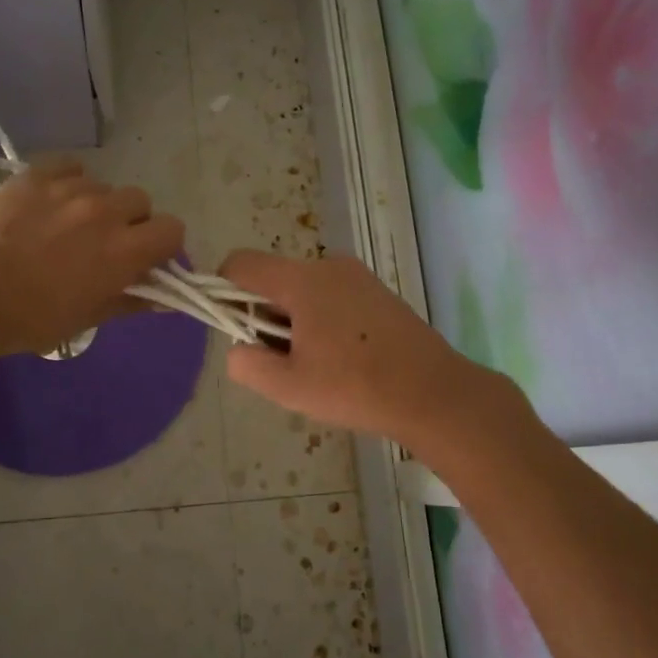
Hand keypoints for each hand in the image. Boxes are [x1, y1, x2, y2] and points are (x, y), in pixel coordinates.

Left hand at [0, 159, 183, 358]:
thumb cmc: (34, 318)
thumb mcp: (90, 318)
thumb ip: (132, 300)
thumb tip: (165, 298)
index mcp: (125, 250)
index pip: (173, 229)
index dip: (163, 243)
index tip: (146, 256)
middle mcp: (106, 211)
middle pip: (140, 201)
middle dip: (131, 220)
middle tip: (104, 242)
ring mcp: (70, 189)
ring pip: (103, 186)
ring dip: (97, 203)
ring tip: (67, 223)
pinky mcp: (37, 175)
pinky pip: (70, 168)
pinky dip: (69, 182)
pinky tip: (51, 201)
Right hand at [217, 250, 523, 450]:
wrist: (434, 393)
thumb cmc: (356, 388)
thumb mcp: (289, 387)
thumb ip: (247, 363)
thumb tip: (237, 347)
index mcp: (302, 280)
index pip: (241, 264)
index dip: (223, 290)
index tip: (235, 329)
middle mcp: (328, 266)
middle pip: (274, 279)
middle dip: (265, 315)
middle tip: (283, 360)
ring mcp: (357, 276)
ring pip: (303, 289)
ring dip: (294, 320)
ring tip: (317, 364)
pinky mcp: (378, 291)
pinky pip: (331, 295)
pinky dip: (322, 319)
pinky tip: (343, 357)